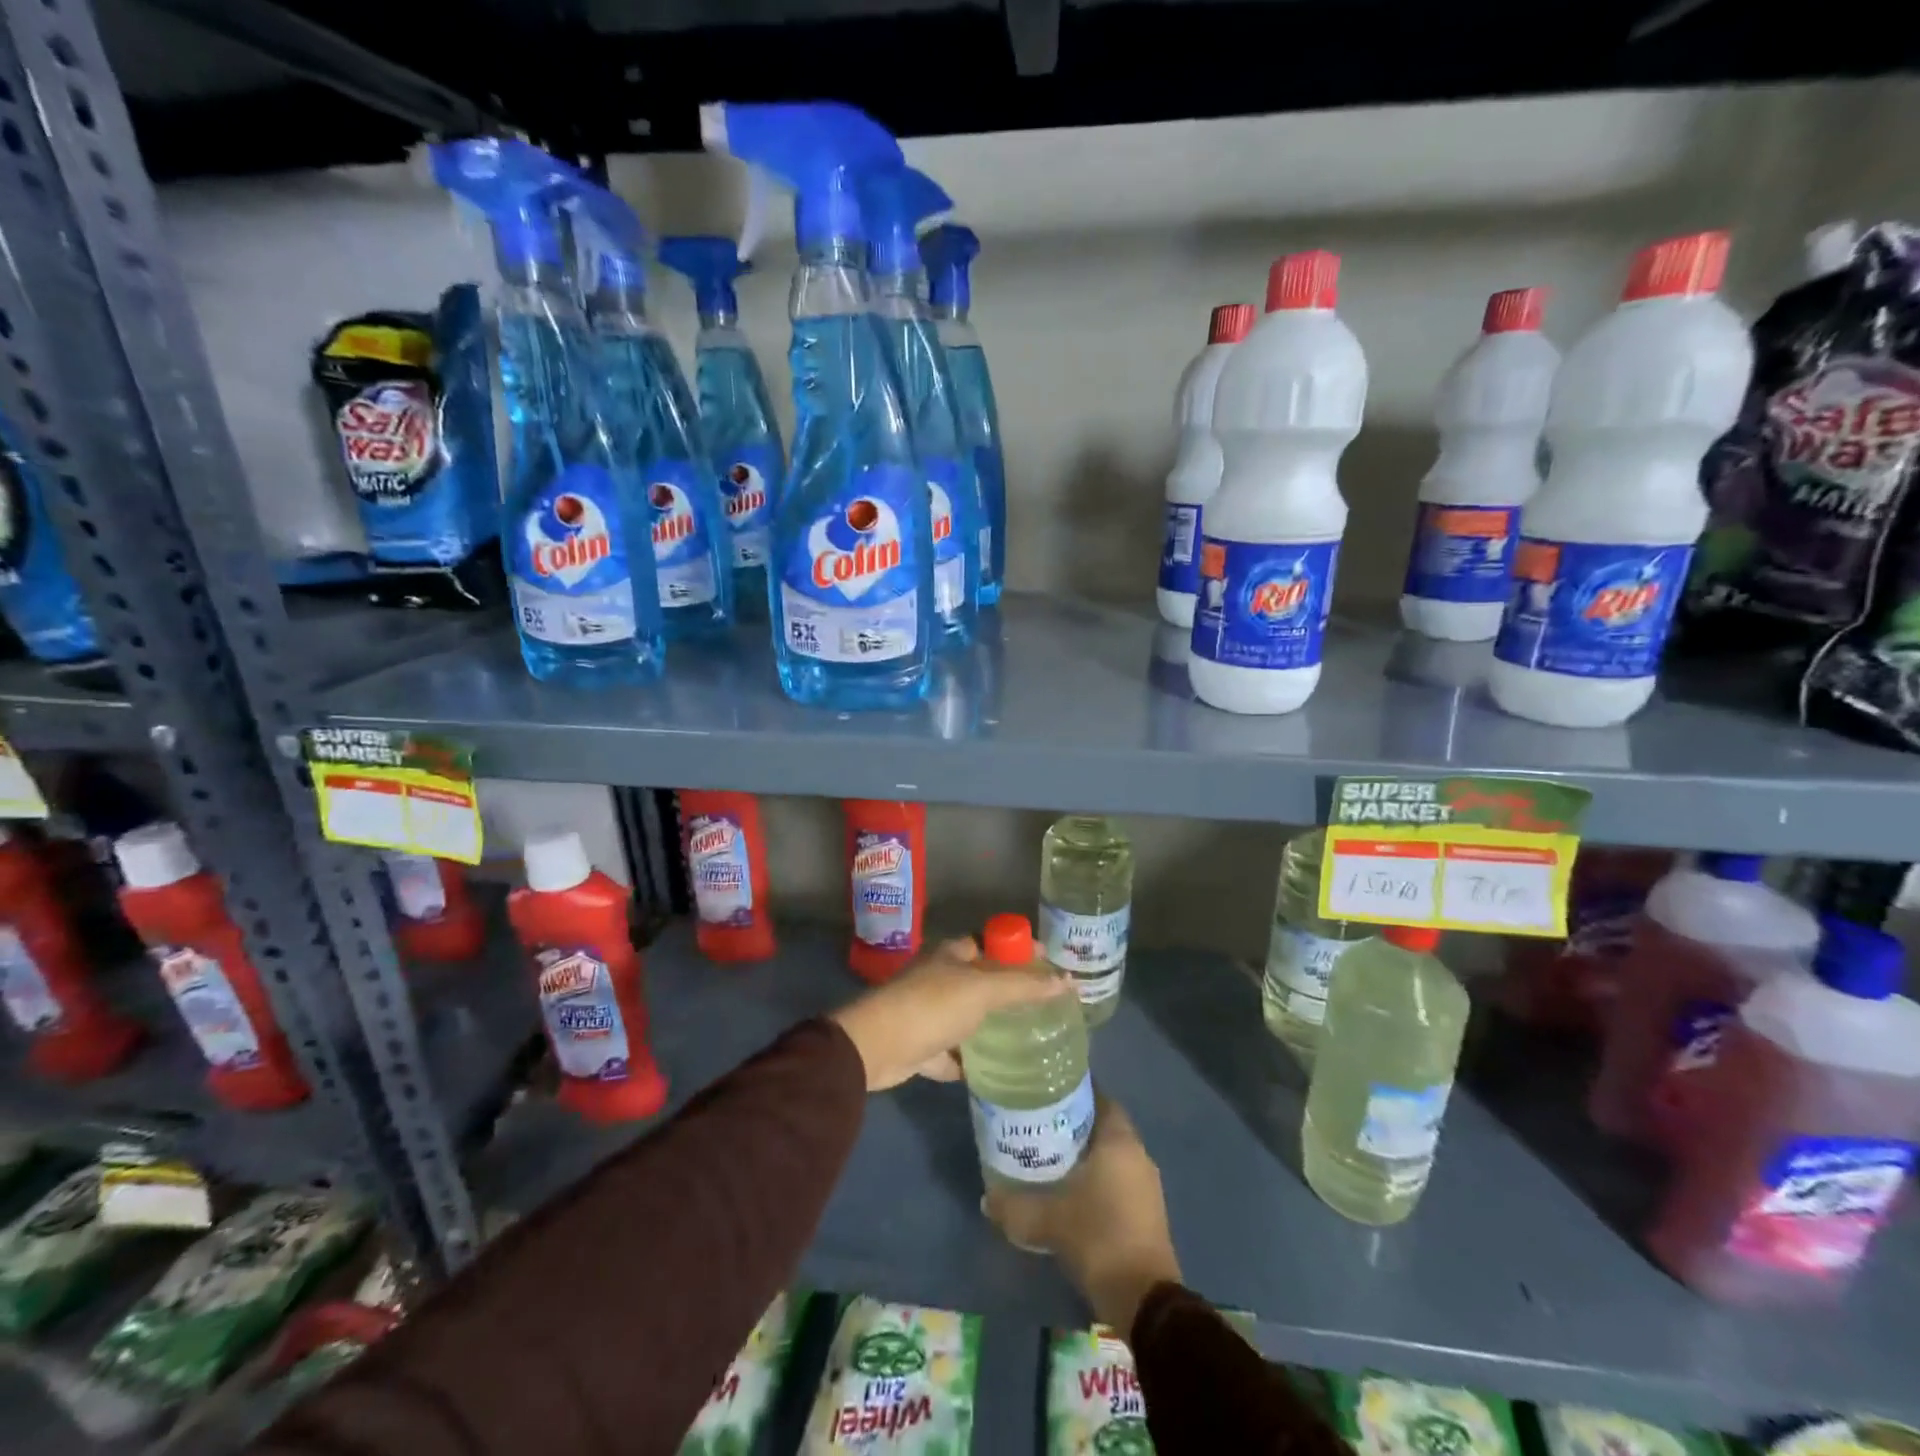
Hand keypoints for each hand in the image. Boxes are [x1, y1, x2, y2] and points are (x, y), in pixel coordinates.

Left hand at [828, 937, 1071, 1090]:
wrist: (876, 1047)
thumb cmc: (931, 1006)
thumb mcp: (982, 991)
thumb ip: (1023, 987)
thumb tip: (1067, 981)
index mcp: (951, 954)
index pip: (992, 943)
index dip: (1020, 951)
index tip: (1050, 966)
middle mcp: (939, 978)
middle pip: (981, 980)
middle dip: (1010, 991)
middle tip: (1045, 1006)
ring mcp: (928, 1012)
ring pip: (967, 1016)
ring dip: (990, 1026)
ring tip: (1028, 1038)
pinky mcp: (921, 1045)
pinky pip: (952, 1051)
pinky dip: (968, 1059)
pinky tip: (992, 1070)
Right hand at [984, 1095, 1180, 1335]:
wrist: (1143, 1300)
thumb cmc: (1098, 1237)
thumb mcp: (1048, 1220)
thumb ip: (1014, 1206)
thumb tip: (986, 1198)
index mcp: (1119, 1140)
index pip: (1098, 1097)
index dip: (1073, 1092)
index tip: (1046, 1093)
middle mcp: (1137, 1153)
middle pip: (1103, 1125)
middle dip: (1074, 1124)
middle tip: (1040, 1124)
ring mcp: (1146, 1184)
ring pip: (1111, 1154)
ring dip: (1086, 1153)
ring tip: (1050, 1156)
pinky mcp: (1147, 1212)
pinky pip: (1118, 1179)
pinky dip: (1097, 1178)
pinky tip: (1071, 1190)